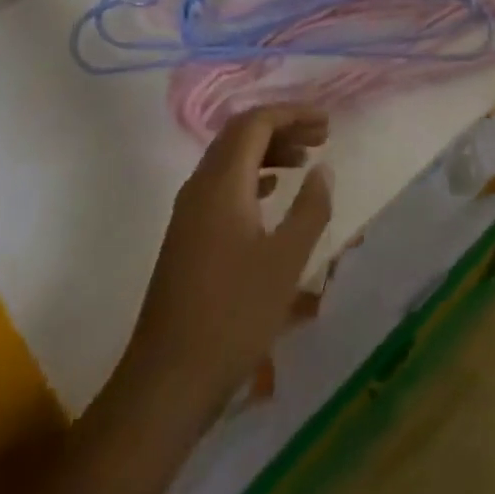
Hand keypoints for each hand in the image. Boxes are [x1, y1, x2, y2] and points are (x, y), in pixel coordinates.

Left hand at [122, 106, 332, 423]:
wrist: (167, 380)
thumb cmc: (233, 316)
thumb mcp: (285, 261)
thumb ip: (310, 208)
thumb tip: (323, 168)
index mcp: (221, 183)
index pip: (255, 122)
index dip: (293, 113)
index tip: (327, 122)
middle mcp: (200, 186)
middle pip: (240, 134)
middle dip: (282, 127)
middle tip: (322, 136)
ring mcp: (189, 211)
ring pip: (230, 160)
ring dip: (268, 151)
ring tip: (305, 161)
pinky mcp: (188, 236)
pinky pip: (223, 185)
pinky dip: (252, 177)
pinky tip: (272, 193)